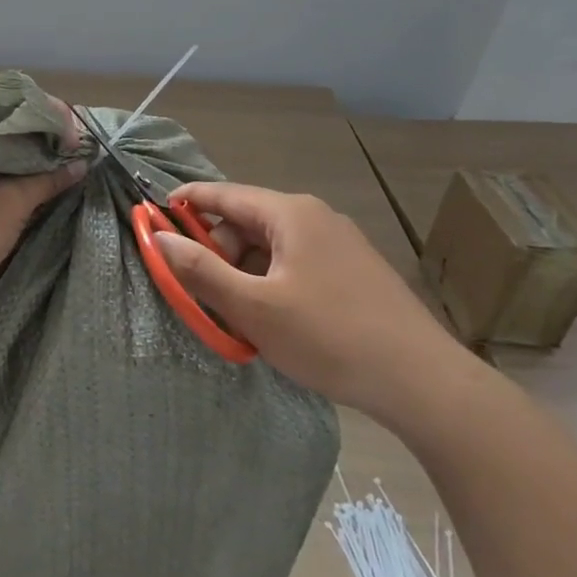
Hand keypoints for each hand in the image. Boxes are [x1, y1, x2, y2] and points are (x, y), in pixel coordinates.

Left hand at [0, 107, 86, 329]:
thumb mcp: (10, 202)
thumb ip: (48, 178)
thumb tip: (81, 162)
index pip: (10, 105)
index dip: (48, 116)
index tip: (79, 138)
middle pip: (8, 130)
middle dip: (45, 142)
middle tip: (80, 156)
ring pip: (4, 158)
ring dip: (35, 165)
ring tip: (71, 173)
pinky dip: (20, 184)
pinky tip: (47, 192)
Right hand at [156, 182, 476, 425]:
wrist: (423, 382)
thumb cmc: (329, 337)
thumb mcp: (253, 308)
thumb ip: (200, 270)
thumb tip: (159, 238)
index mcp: (290, 214)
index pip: (223, 194)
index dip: (185, 203)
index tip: (153, 218)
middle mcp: (315, 218)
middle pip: (247, 223)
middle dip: (217, 252)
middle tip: (202, 293)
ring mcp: (339, 244)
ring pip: (271, 248)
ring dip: (244, 273)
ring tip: (239, 316)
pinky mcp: (354, 272)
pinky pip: (295, 264)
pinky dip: (271, 284)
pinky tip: (274, 321)